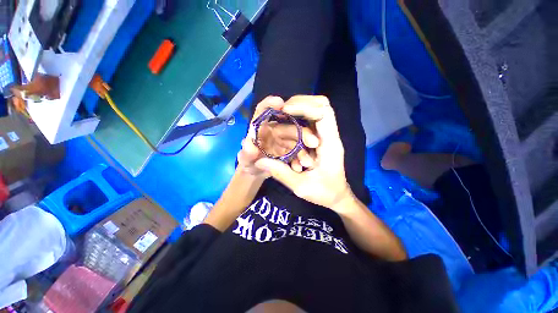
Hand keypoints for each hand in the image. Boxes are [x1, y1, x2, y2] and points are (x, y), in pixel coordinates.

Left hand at [237, 96, 318, 177]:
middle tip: (313, 142)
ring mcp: (284, 140)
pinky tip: (301, 167)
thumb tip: (250, 146)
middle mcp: (274, 130)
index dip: (269, 104)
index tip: (279, 102)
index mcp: (261, 128)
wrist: (257, 173)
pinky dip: (301, 159)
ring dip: (304, 150)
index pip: (263, 111)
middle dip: (302, 133)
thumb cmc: (249, 163)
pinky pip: (299, 152)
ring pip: (297, 140)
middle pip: (289, 127)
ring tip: (308, 162)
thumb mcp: (245, 160)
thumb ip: (246, 154)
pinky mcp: (290, 149)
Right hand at [254, 96, 354, 210]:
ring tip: (282, 116)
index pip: (323, 112)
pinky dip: (299, 118)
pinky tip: (287, 126)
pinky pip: (311, 120)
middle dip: (300, 103)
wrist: (338, 196)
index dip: (303, 106)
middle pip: (322, 104)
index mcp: (330, 145)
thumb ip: (281, 173)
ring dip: (298, 110)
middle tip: (281, 111)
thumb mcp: (301, 187)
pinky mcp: (322, 138)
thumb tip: (260, 161)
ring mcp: (327, 136)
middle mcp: (330, 136)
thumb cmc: (324, 193)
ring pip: (317, 110)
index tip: (284, 111)